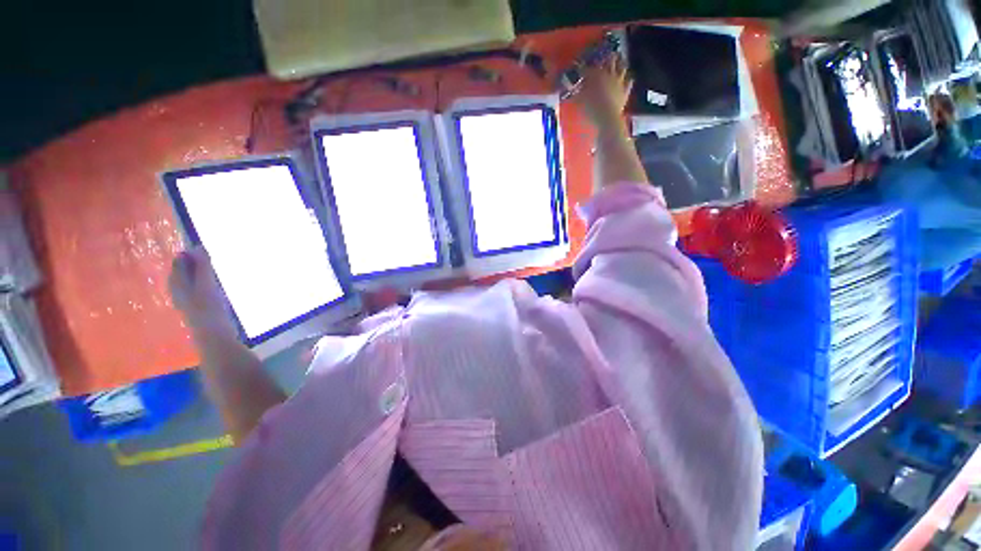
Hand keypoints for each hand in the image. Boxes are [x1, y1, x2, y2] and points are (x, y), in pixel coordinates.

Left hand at [168, 247, 235, 336]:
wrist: (214, 337)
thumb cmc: (209, 309)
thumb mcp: (206, 285)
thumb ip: (202, 267)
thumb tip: (198, 246)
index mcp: (178, 286)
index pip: (178, 264)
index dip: (187, 255)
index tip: (202, 247)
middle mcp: (179, 293)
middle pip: (182, 274)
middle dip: (191, 265)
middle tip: (206, 257)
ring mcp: (189, 303)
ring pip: (189, 284)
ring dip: (198, 275)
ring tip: (210, 271)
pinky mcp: (199, 311)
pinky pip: (197, 292)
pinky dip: (203, 286)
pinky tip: (212, 289)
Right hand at [573, 56, 632, 134]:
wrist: (608, 119)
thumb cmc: (592, 109)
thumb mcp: (581, 101)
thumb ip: (578, 94)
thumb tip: (572, 90)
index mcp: (598, 76)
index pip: (589, 69)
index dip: (584, 67)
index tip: (580, 66)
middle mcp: (610, 76)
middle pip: (610, 61)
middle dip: (607, 57)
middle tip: (606, 54)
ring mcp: (619, 83)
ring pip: (622, 68)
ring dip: (620, 63)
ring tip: (620, 60)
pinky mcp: (625, 92)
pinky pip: (629, 83)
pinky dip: (628, 80)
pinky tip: (629, 78)